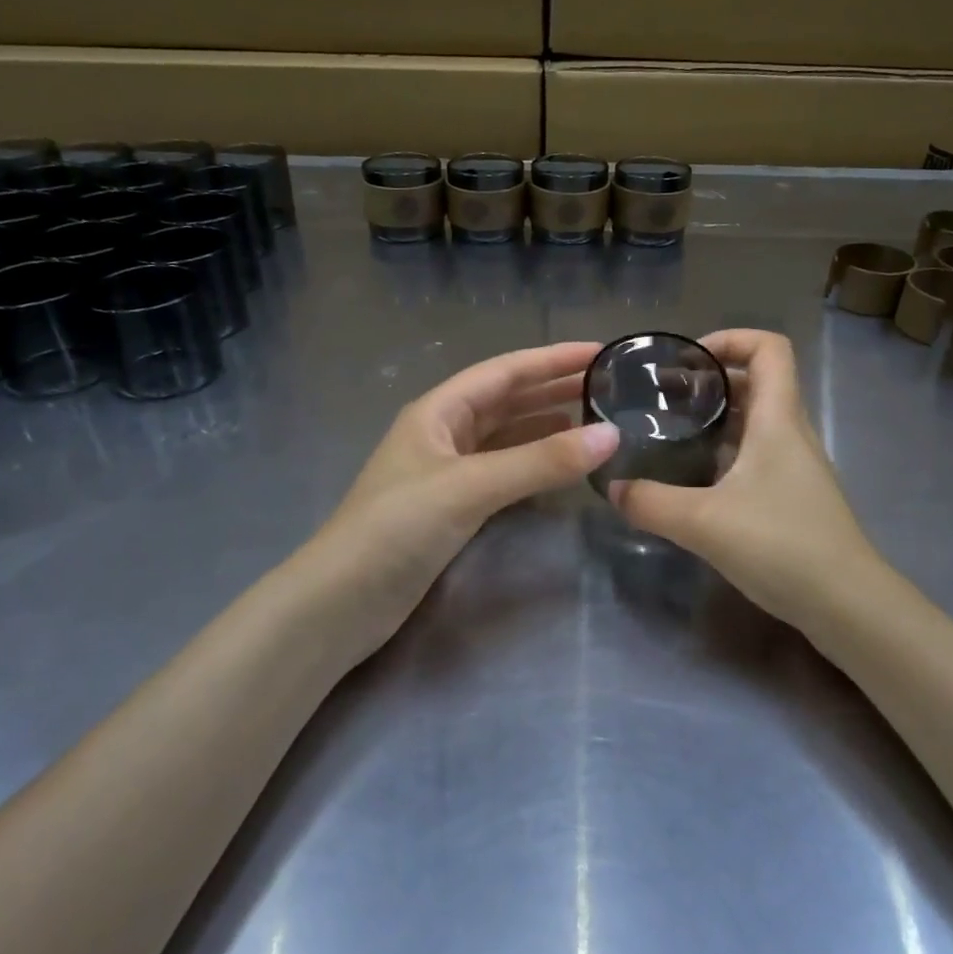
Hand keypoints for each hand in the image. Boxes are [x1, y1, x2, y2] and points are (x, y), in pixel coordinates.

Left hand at [295, 341, 619, 656]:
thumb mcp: (471, 486)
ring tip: (594, 421)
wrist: (341, 601)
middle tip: (607, 385)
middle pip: (506, 400)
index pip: (505, 371)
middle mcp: (443, 432)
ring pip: (506, 436)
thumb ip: (540, 461)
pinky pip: (503, 471)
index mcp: (438, 410)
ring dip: (546, 425)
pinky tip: (559, 466)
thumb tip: (611, 435)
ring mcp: (447, 471)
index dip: (552, 359)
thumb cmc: (398, 527)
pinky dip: (533, 463)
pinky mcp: (452, 507)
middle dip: (553, 388)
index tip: (600, 352)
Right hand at [609, 330, 877, 630]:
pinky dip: (724, 453)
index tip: (687, 360)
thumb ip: (651, 502)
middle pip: (757, 382)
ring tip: (671, 433)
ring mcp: (795, 467)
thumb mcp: (703, 522)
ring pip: (755, 421)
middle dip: (710, 380)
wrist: (846, 605)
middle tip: (664, 398)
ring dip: (716, 418)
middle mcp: (790, 433)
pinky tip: (693, 480)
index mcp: (778, 419)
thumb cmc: (781, 545)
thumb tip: (614, 488)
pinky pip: (756, 455)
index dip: (730, 339)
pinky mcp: (792, 496)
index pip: (769, 348)